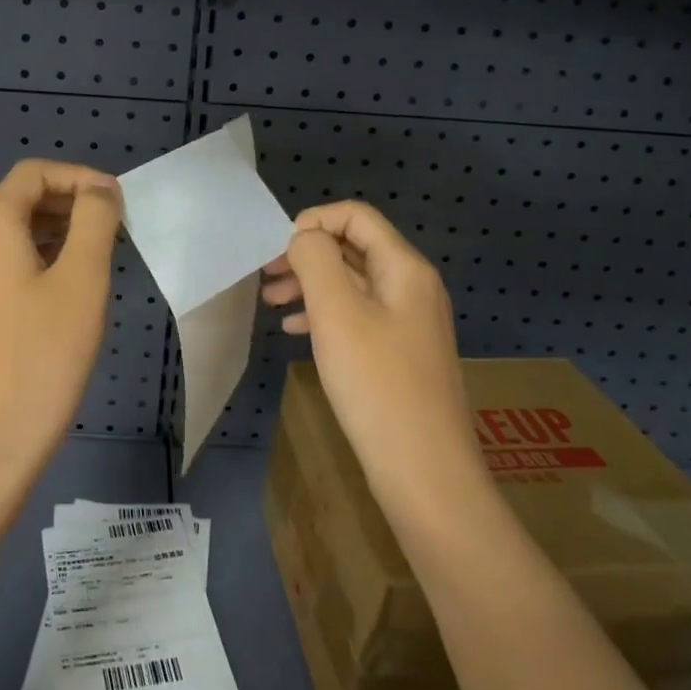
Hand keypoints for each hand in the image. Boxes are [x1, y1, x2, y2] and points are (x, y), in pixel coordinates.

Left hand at [0, 159, 122, 494]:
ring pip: (6, 236)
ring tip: (93, 261)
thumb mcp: (82, 282)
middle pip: (17, 202)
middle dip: (67, 205)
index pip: (33, 174)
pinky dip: (30, 262)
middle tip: (113, 231)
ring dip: (51, 235)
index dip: (79, 177)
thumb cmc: (41, 359)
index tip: (117, 203)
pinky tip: (58, 294)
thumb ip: (95, 222)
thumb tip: (99, 192)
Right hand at [261, 201, 484, 526]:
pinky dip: (325, 315)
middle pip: (353, 248)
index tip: (276, 250)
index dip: (313, 221)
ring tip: (272, 303)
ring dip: (310, 285)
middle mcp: (412, 287)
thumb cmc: (376, 384)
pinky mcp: (400, 354)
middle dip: (306, 255)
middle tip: (265, 277)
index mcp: (404, 268)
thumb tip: (304, 238)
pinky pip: (358, 316)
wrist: (424, 473)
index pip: (356, 216)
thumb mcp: (337, 313)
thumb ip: (316, 261)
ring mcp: (408, 323)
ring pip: (352, 284)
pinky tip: (297, 332)